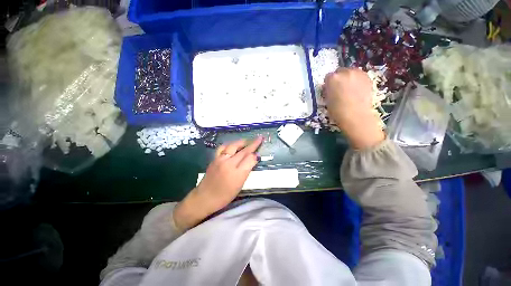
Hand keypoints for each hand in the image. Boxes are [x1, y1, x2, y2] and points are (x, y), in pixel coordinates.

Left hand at [173, 137, 262, 230]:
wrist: (205, 197)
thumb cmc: (225, 195)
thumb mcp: (240, 185)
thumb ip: (247, 170)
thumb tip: (254, 159)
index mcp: (237, 173)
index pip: (249, 159)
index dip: (256, 154)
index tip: (260, 151)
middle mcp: (229, 164)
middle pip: (243, 151)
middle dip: (253, 144)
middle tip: (259, 138)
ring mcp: (220, 160)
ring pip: (233, 146)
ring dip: (242, 142)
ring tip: (247, 140)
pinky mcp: (214, 159)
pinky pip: (223, 147)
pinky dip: (229, 144)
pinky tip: (232, 145)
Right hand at [324, 68, 384, 149]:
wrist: (356, 116)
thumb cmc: (337, 111)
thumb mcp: (327, 100)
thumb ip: (328, 90)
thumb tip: (330, 88)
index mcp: (332, 78)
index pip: (328, 77)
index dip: (328, 84)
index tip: (329, 90)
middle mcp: (345, 72)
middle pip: (340, 71)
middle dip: (339, 78)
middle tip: (339, 89)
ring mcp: (358, 73)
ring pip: (351, 72)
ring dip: (349, 78)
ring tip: (349, 90)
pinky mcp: (368, 78)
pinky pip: (360, 76)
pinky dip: (358, 81)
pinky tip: (357, 91)